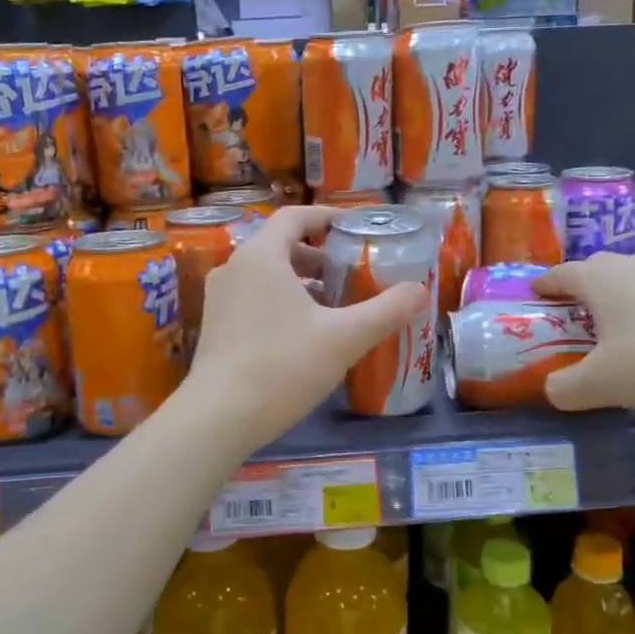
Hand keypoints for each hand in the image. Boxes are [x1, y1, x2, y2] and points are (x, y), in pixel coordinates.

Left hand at [187, 205, 430, 447]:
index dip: (327, 217)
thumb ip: (386, 311)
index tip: (354, 228)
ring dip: (300, 280)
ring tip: (333, 304)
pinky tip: (303, 333)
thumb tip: (421, 291)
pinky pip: (251, 297)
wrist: (219, 417)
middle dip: (317, 254)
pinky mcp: (214, 326)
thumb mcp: (344, 338)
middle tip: (350, 272)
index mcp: (261, 256)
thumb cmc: (283, 366)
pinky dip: (279, 300)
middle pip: (280, 245)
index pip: (294, 216)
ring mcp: (218, 297)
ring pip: (265, 273)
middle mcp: (234, 267)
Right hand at [533, 252, 634, 416]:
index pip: (561, 273)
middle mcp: (634, 265)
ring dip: (618, 298)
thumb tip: (553, 389)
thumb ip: (566, 387)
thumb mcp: (601, 385)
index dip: (544, 285)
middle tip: (572, 318)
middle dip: (580, 290)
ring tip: (614, 329)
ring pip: (632, 279)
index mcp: (601, 278)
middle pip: (596, 270)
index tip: (534, 295)